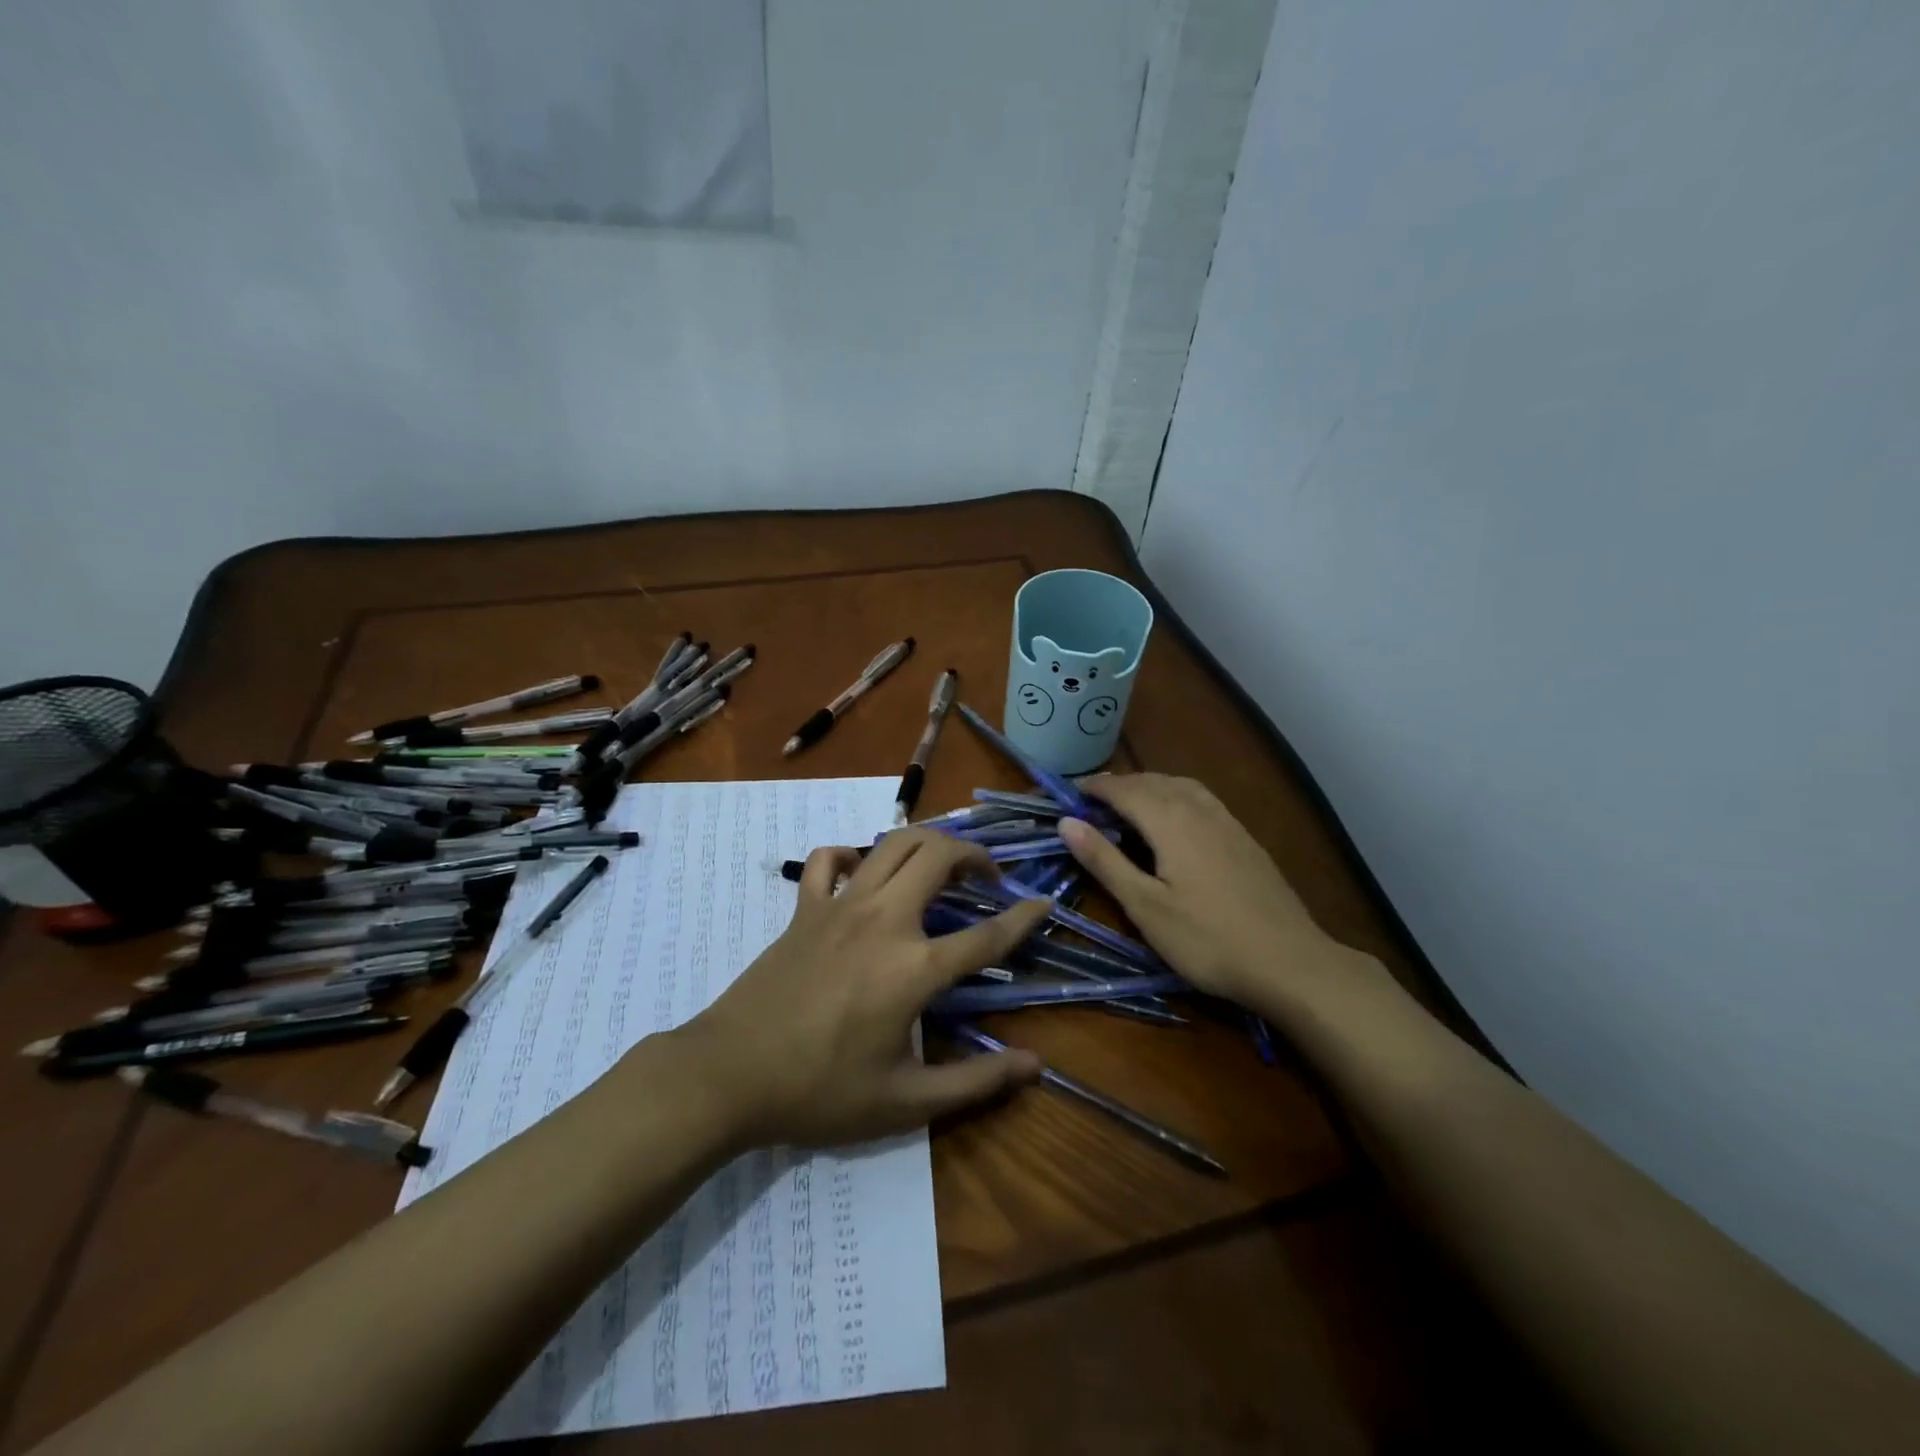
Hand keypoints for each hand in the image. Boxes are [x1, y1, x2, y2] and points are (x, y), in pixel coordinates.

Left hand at [674, 830, 1049, 1149]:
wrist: (729, 1075)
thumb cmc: (819, 1091)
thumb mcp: (904, 1102)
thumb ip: (975, 1083)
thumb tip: (1035, 1066)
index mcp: (914, 969)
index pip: (986, 937)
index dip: (1024, 918)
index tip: (1044, 903)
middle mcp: (884, 921)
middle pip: (939, 856)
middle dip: (974, 855)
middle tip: (987, 878)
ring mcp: (840, 906)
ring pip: (893, 843)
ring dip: (927, 843)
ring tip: (942, 865)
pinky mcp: (805, 907)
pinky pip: (828, 859)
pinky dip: (851, 855)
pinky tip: (862, 874)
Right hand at [1057, 774, 1384, 1025]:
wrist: (1290, 962)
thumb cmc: (1207, 939)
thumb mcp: (1145, 906)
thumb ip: (1105, 860)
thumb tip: (1066, 821)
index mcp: (1171, 822)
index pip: (1125, 790)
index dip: (1096, 788)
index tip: (1070, 792)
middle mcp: (1199, 810)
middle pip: (1153, 782)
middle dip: (1121, 785)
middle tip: (1093, 799)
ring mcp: (1228, 822)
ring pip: (1182, 786)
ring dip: (1150, 785)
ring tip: (1130, 801)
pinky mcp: (1245, 839)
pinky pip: (1202, 799)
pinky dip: (1176, 795)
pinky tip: (1176, 819)